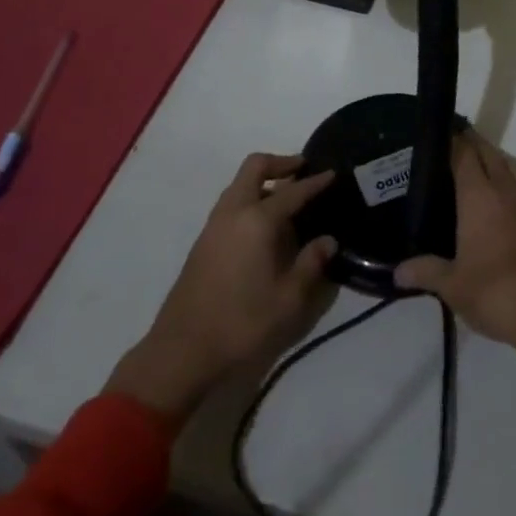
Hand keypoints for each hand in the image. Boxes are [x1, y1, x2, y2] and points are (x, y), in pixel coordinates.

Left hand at [105, 153, 335, 425]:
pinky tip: (264, 227)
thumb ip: (311, 264)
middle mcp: (233, 212)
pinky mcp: (203, 242)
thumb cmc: (242, 324)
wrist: (182, 352)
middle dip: (281, 163)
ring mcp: (214, 225)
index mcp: (257, 220)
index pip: (293, 191)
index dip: (316, 181)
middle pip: (255, 167)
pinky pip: (231, 203)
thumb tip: (328, 240)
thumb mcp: (289, 300)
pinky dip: (250, 199)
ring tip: (286, 199)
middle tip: (303, 170)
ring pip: (239, 184)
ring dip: (263, 181)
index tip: (333, 173)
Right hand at [395, 134, 515, 393]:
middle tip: (447, 148)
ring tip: (473, 166)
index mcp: (479, 194)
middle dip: (470, 143)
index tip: (433, 135)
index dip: (450, 139)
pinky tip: (498, 197)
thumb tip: (397, 271)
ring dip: (493, 157)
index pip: (464, 152)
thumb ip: (425, 272)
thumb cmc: (497, 292)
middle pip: (488, 151)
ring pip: (509, 163)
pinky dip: (509, 177)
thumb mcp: (453, 286)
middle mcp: (505, 188)